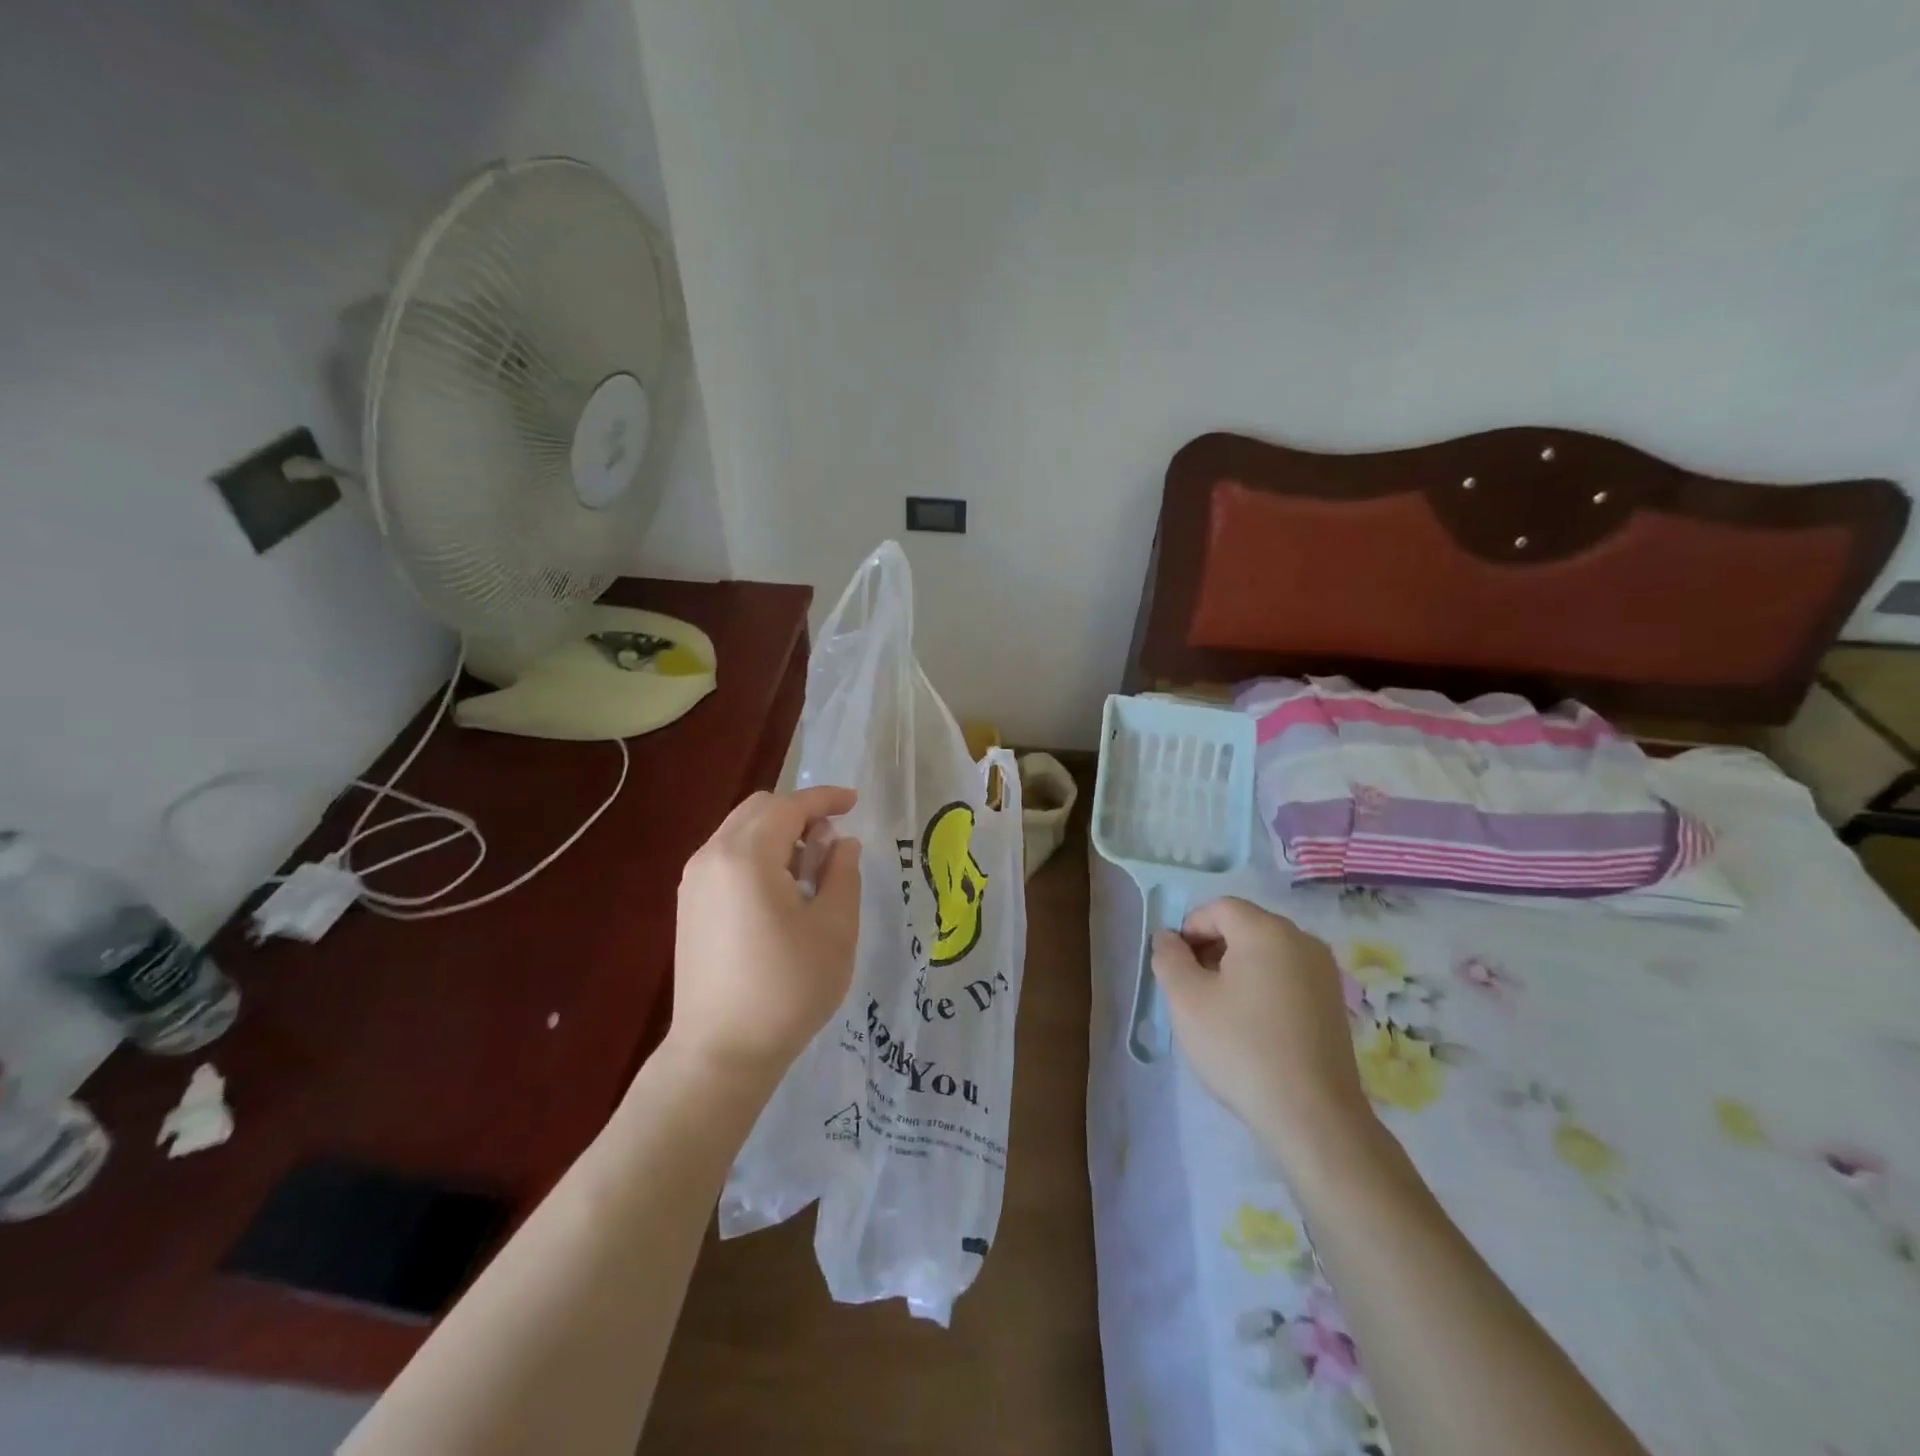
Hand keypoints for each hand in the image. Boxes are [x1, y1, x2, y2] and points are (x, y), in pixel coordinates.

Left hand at [667, 786, 861, 1089]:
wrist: (721, 1052)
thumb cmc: (788, 988)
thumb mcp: (835, 928)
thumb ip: (843, 873)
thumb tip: (841, 843)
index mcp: (746, 856)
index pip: (789, 806)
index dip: (825, 799)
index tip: (854, 802)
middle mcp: (711, 857)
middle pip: (759, 810)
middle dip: (800, 813)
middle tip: (832, 842)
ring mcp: (694, 882)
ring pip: (740, 832)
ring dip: (778, 835)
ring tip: (810, 871)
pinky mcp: (689, 906)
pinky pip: (726, 857)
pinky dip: (757, 855)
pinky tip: (781, 892)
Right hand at [1151, 896, 1376, 1170]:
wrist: (1313, 1116)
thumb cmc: (1241, 1048)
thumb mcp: (1187, 1000)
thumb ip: (1169, 958)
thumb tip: (1168, 937)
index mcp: (1267, 931)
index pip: (1219, 908)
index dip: (1190, 929)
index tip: (1175, 966)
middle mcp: (1302, 940)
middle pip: (1245, 926)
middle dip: (1212, 948)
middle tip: (1192, 988)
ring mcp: (1324, 972)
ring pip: (1267, 952)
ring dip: (1236, 968)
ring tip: (1219, 1009)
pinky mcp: (1334, 1002)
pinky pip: (1288, 976)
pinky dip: (1263, 986)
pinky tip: (1252, 1024)